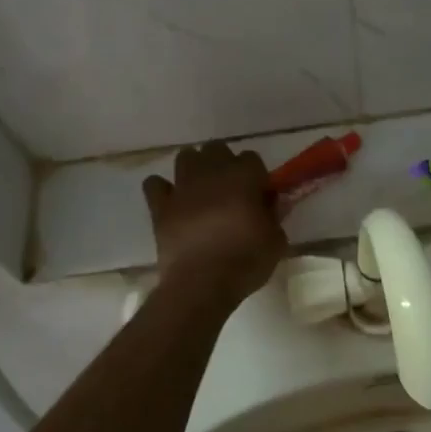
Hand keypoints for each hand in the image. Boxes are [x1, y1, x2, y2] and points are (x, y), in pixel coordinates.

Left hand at [141, 142, 285, 305]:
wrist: (202, 283)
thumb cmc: (246, 261)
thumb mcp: (276, 241)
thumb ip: (274, 217)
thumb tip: (270, 206)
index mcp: (243, 177)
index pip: (251, 158)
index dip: (255, 176)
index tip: (258, 196)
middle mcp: (211, 173)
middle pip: (217, 149)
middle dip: (223, 163)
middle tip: (230, 190)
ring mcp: (182, 187)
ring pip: (185, 156)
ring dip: (194, 168)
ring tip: (201, 190)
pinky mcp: (160, 206)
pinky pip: (154, 184)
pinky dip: (162, 189)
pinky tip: (171, 202)